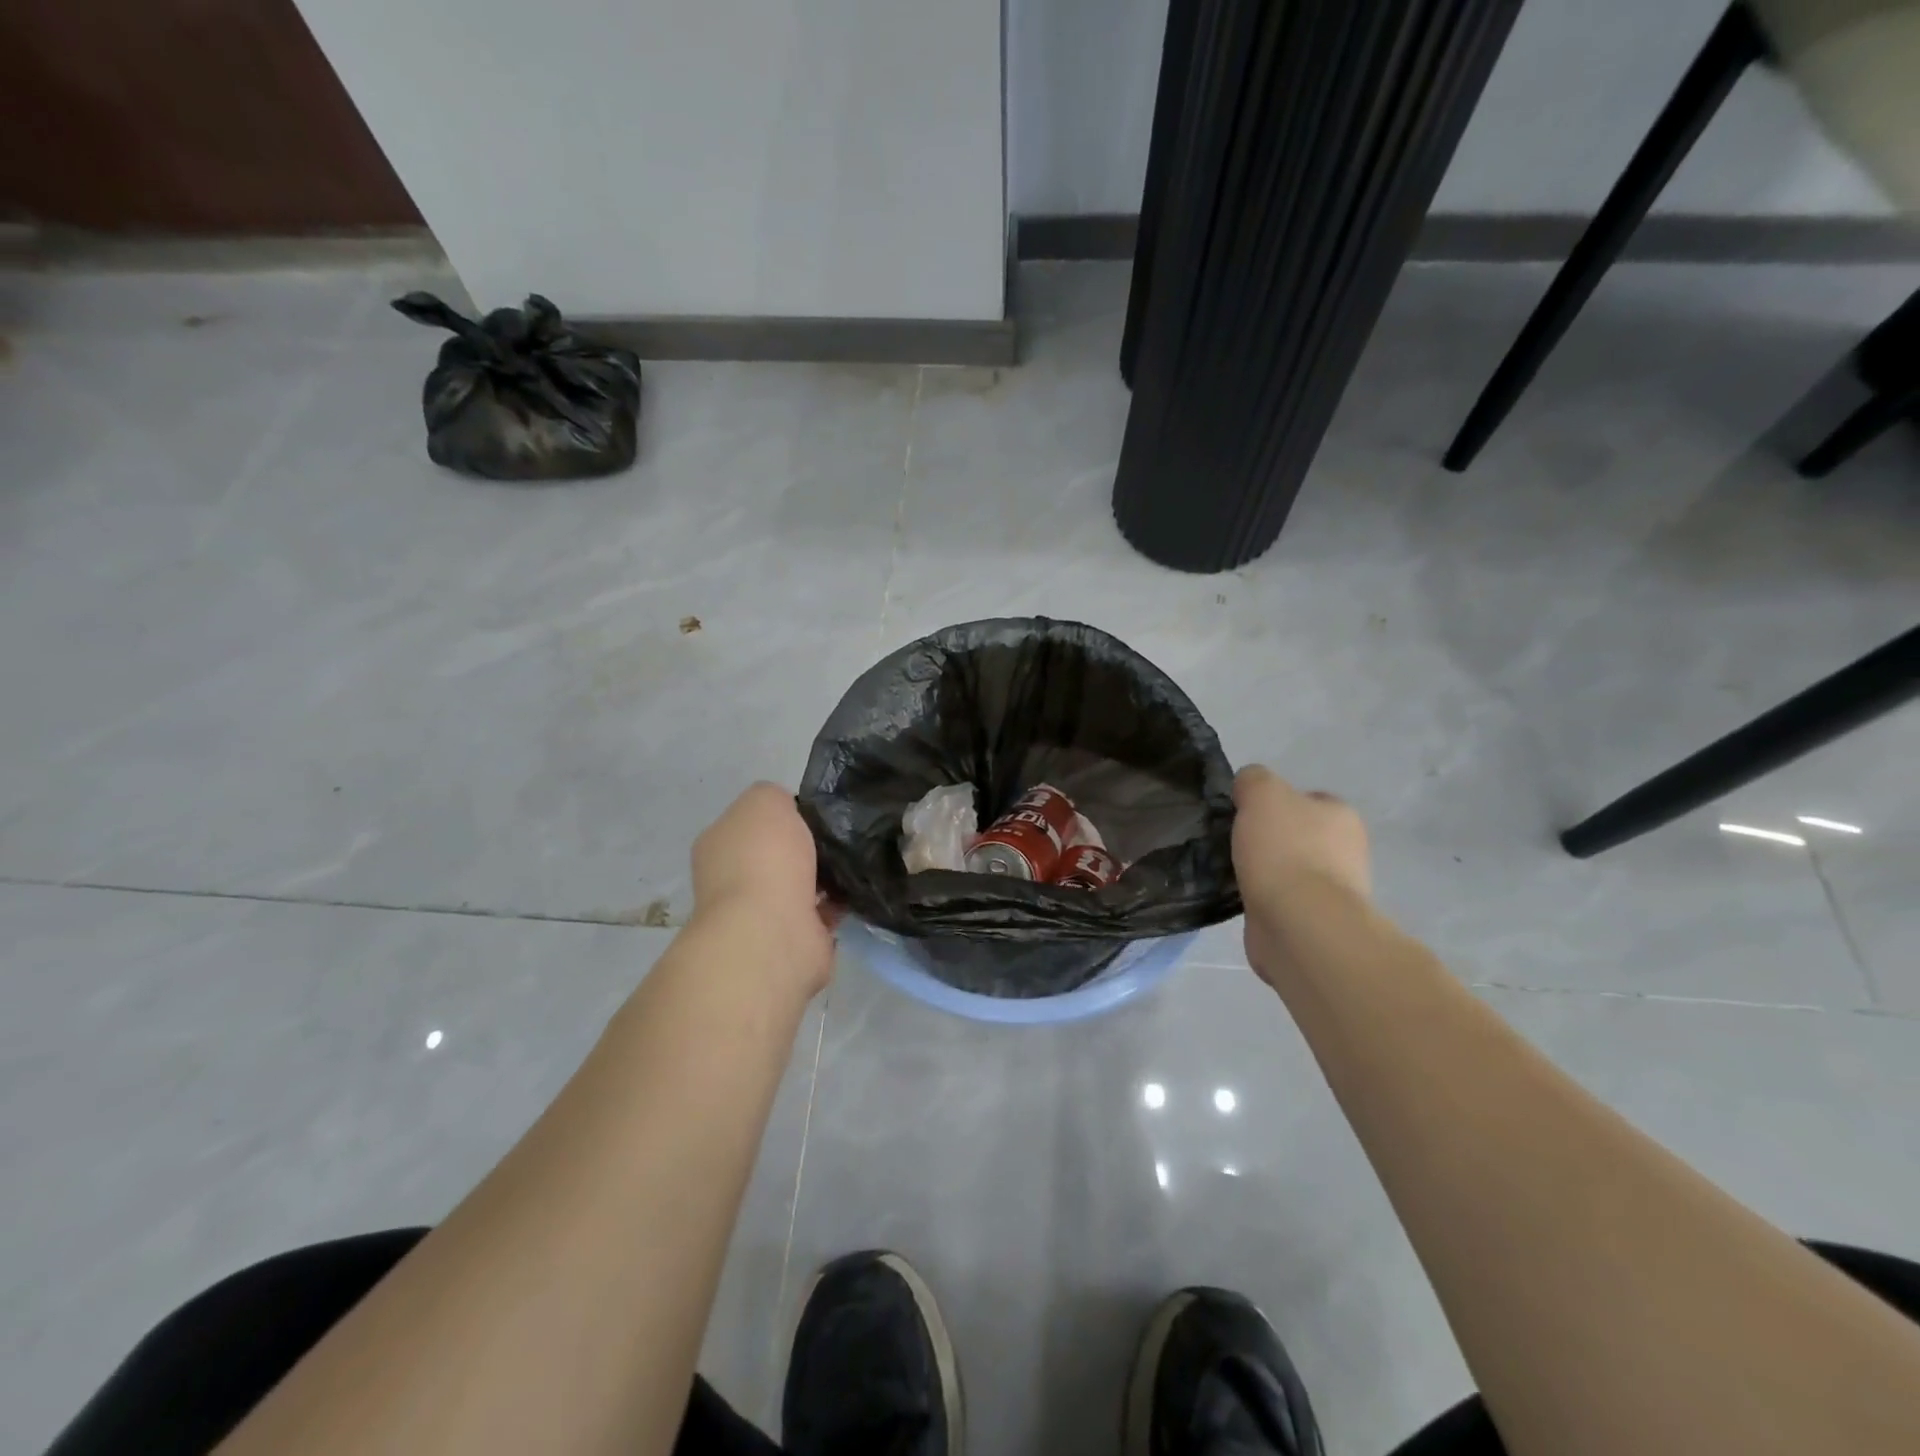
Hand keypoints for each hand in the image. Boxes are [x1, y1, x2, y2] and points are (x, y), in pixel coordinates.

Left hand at [690, 783, 836, 997]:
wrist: (772, 931)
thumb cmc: (764, 858)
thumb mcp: (765, 800)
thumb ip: (775, 797)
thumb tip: (789, 812)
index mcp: (719, 845)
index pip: (753, 823)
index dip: (783, 815)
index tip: (815, 813)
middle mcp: (733, 880)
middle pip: (778, 856)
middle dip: (806, 849)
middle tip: (841, 836)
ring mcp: (761, 915)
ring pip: (800, 885)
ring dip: (825, 878)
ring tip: (855, 862)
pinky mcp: (792, 941)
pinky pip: (820, 913)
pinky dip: (837, 904)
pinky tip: (857, 890)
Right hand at [1231, 766, 1370, 986]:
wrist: (1299, 923)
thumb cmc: (1285, 849)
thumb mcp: (1262, 792)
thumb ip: (1253, 780)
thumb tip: (1247, 787)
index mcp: (1341, 816)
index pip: (1308, 799)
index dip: (1275, 802)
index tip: (1245, 812)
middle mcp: (1346, 851)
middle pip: (1299, 835)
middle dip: (1269, 838)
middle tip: (1235, 840)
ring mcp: (1332, 890)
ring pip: (1289, 869)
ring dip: (1264, 870)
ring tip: (1231, 869)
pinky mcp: (1313, 922)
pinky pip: (1281, 900)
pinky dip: (1262, 898)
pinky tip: (1241, 896)